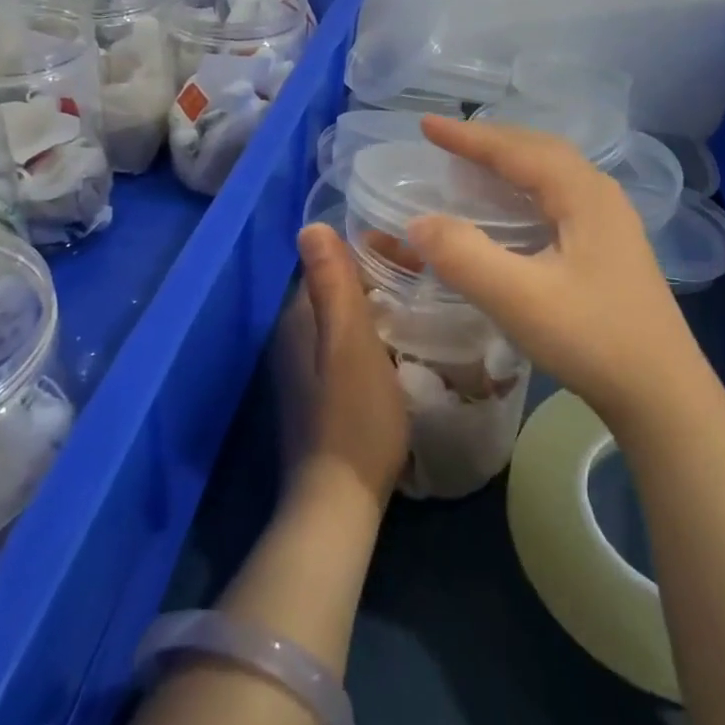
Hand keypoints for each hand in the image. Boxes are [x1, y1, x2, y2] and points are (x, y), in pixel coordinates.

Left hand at [274, 223, 410, 507]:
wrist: (340, 498)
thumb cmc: (353, 416)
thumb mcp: (349, 343)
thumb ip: (332, 285)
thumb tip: (310, 226)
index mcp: (298, 318)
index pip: (333, 262)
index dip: (375, 252)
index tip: (418, 258)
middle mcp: (294, 336)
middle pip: (341, 288)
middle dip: (383, 277)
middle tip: (430, 282)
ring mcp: (306, 368)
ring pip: (348, 318)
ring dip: (383, 307)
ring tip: (426, 308)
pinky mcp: (322, 393)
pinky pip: (351, 346)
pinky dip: (378, 336)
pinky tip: (405, 347)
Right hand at [407, 115, 714, 431]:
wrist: (662, 393)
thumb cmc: (593, 339)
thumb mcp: (520, 299)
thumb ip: (465, 256)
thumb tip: (418, 221)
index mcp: (584, 194)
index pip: (517, 150)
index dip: (468, 136)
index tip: (426, 125)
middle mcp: (601, 196)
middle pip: (540, 150)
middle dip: (491, 140)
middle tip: (446, 140)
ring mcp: (611, 222)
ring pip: (553, 173)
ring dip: (511, 161)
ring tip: (473, 163)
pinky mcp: (610, 248)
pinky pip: (559, 197)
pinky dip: (525, 188)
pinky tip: (512, 210)